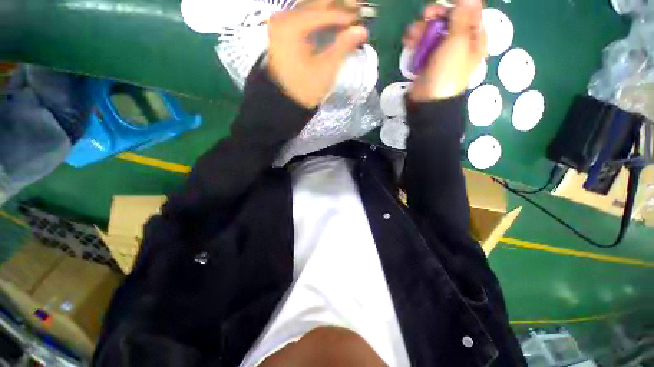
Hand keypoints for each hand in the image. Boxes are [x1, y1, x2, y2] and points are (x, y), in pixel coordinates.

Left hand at [267, 0, 367, 107]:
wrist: (285, 102)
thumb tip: (361, 30)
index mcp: (291, 27)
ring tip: (348, 15)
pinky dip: (320, 18)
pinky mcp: (282, 32)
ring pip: (310, 8)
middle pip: (315, 3)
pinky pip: (304, 17)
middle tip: (358, 10)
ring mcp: (281, 24)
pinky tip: (332, 20)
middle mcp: (283, 18)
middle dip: (338, 6)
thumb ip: (343, 47)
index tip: (361, 18)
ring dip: (330, 10)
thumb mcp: (325, 70)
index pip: (323, 12)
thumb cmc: (304, 90)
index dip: (345, 14)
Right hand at [404, 0, 486, 101]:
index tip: (443, 3)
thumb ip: (462, 16)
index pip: (469, 11)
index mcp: (474, 37)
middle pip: (449, 19)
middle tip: (425, 15)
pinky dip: (416, 40)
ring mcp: (443, 51)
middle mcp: (460, 41)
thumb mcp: (458, 41)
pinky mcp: (429, 59)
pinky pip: (424, 43)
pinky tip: (409, 41)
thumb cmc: (448, 71)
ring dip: (422, 29)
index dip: (456, 5)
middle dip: (436, 16)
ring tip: (412, 34)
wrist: (429, 99)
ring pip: (433, 31)